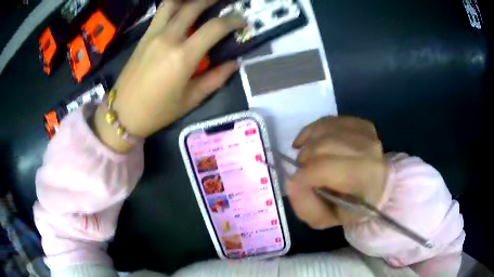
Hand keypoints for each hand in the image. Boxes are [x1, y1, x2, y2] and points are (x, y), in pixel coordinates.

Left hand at [94, 0, 244, 150]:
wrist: (123, 113)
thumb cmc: (157, 111)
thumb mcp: (191, 100)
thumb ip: (215, 79)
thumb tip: (234, 63)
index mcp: (183, 56)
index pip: (214, 28)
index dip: (233, 21)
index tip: (242, 21)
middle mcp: (168, 38)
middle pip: (193, 7)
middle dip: (211, 1)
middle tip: (223, 2)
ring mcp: (153, 34)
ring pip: (172, 4)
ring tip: (200, 2)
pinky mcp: (144, 36)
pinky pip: (160, 13)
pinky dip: (174, 5)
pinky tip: (182, 9)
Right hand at [287, 116, 388, 228]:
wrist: (379, 189)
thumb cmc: (353, 208)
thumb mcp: (327, 219)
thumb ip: (306, 206)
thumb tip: (291, 181)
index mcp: (364, 179)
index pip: (325, 167)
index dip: (303, 175)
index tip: (296, 183)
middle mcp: (369, 150)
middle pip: (322, 145)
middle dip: (304, 160)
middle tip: (305, 173)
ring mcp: (367, 134)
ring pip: (323, 130)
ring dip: (308, 146)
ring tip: (309, 160)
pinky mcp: (361, 124)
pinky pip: (329, 121)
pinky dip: (314, 132)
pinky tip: (311, 143)